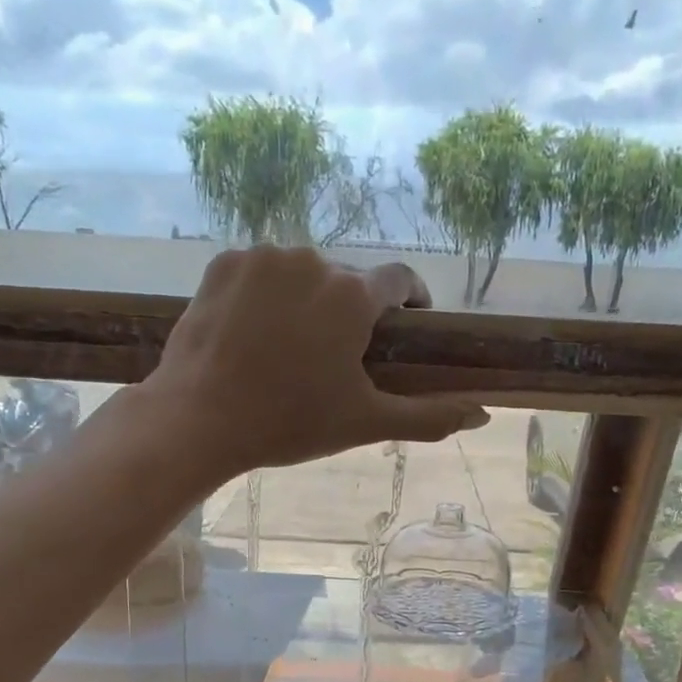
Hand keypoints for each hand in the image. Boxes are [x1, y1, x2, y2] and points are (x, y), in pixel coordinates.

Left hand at [145, 246, 487, 475]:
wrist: (198, 418)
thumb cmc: (290, 423)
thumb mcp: (365, 423)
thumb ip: (429, 416)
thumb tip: (483, 414)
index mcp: (353, 295)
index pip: (400, 280)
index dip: (410, 301)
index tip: (406, 325)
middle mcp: (313, 260)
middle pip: (348, 281)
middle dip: (352, 312)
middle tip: (336, 359)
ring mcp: (264, 257)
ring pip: (303, 274)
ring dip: (308, 301)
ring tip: (292, 348)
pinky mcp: (224, 263)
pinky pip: (262, 272)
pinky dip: (267, 295)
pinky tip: (256, 333)